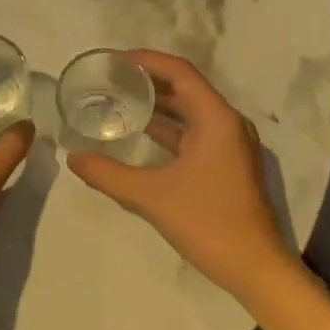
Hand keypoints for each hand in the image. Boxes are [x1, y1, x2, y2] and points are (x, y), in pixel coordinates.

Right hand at [67, 50, 297, 304]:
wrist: (256, 269)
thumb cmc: (208, 223)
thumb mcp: (151, 196)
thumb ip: (109, 174)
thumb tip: (74, 157)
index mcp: (216, 118)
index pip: (180, 72)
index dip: (146, 60)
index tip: (114, 60)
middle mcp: (227, 123)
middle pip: (184, 87)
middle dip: (148, 80)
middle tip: (110, 78)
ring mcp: (229, 144)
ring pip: (189, 111)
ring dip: (158, 104)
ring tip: (119, 99)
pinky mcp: (227, 163)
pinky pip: (193, 132)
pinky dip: (168, 128)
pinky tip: (140, 133)